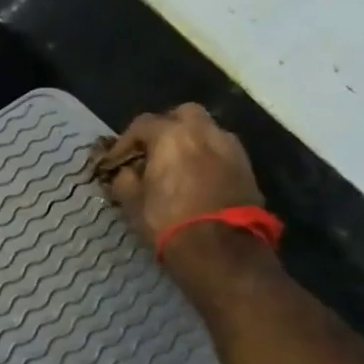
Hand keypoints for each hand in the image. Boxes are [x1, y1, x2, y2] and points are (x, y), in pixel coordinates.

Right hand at [90, 103, 262, 242]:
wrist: (220, 249)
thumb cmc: (168, 221)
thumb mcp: (132, 202)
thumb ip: (125, 179)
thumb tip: (126, 172)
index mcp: (171, 136)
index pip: (142, 124)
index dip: (125, 142)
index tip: (115, 161)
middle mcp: (203, 132)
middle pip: (183, 114)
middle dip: (167, 127)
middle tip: (154, 151)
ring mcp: (230, 148)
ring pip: (208, 130)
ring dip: (192, 141)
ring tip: (179, 164)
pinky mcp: (247, 168)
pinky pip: (223, 151)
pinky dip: (209, 157)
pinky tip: (199, 177)